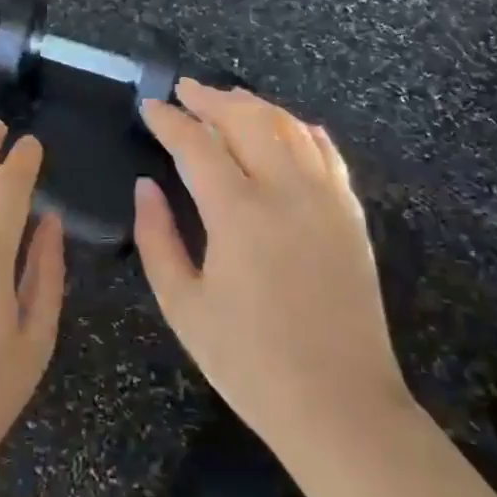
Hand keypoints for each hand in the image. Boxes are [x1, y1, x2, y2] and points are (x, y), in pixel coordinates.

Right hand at [133, 81, 412, 460]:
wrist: (341, 406)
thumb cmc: (250, 362)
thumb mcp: (183, 306)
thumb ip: (157, 238)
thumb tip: (146, 187)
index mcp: (238, 213)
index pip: (196, 145)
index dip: (169, 121)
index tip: (149, 107)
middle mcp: (286, 191)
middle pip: (247, 119)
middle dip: (211, 99)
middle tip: (184, 90)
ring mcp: (326, 199)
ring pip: (289, 126)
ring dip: (254, 105)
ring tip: (228, 98)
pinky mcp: (350, 214)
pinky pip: (326, 152)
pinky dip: (300, 129)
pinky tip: (287, 126)